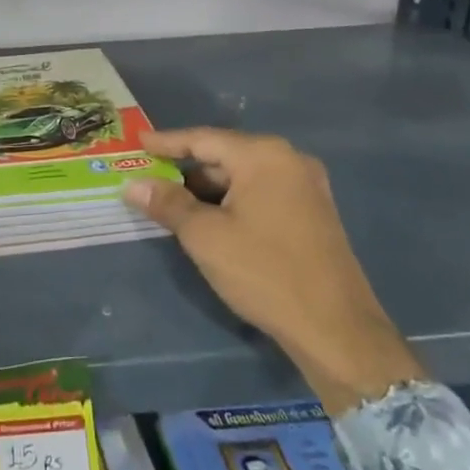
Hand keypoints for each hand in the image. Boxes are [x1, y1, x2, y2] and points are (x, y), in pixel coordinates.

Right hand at [124, 128, 423, 415]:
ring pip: (243, 177)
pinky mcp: (313, 213)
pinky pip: (262, 194)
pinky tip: (211, 221)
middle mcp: (289, 160)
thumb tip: (133, 184)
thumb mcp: (205, 236)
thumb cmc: (264, 272)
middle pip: (225, 156)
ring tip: (173, 205)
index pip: (203, 139)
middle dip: (187, 171)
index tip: (138, 143)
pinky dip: (233, 202)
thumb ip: (167, 203)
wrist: (336, 330)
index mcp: (264, 156)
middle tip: (151, 180)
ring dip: (208, 190)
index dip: (167, 142)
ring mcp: (306, 187)